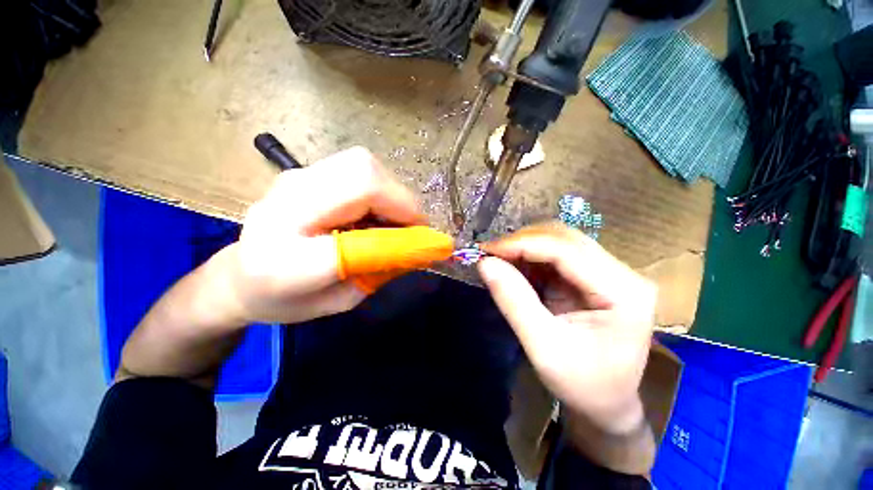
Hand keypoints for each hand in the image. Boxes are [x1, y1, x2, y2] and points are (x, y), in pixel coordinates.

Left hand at [218, 147, 424, 324]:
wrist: (238, 276)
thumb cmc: (286, 299)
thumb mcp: (339, 301)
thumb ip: (378, 272)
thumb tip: (419, 246)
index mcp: (285, 261)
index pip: (355, 241)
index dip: (399, 238)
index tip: (428, 244)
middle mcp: (286, 207)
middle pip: (362, 175)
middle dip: (401, 201)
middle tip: (413, 226)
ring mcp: (293, 180)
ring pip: (362, 164)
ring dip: (392, 192)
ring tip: (395, 219)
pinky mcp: (304, 172)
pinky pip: (356, 168)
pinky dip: (380, 187)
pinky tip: (376, 209)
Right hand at [478, 223, 656, 434]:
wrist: (607, 403)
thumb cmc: (582, 383)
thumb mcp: (543, 347)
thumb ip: (514, 301)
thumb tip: (485, 264)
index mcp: (623, 292)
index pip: (566, 250)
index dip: (523, 244)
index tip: (487, 250)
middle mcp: (622, 273)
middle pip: (565, 238)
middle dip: (522, 242)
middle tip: (489, 253)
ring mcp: (609, 272)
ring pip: (560, 241)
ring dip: (525, 246)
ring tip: (497, 257)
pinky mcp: (593, 276)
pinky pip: (557, 254)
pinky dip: (530, 256)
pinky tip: (513, 265)